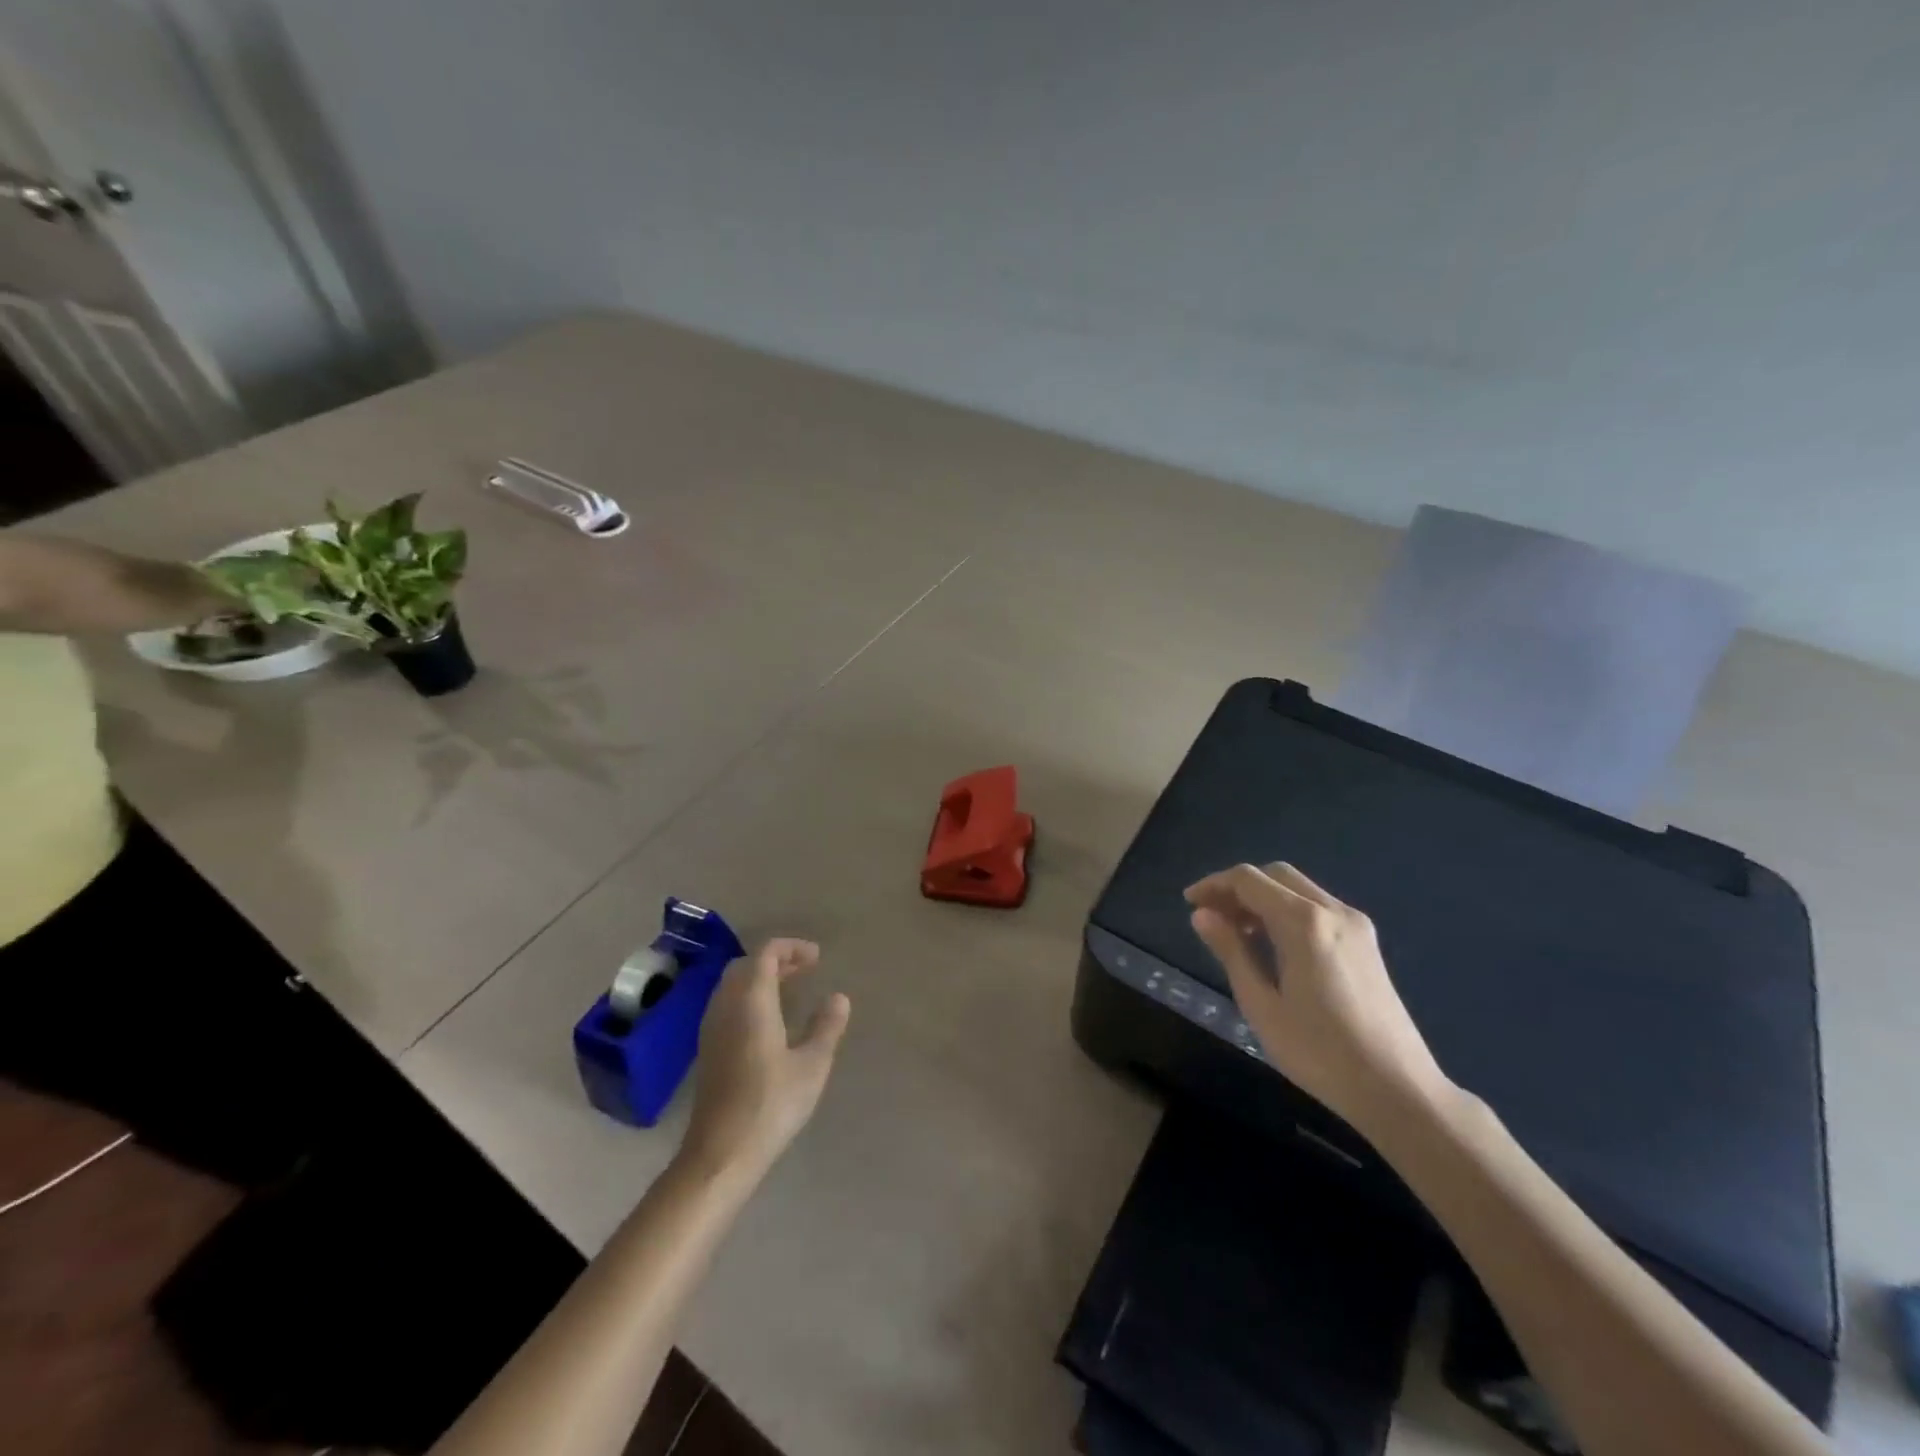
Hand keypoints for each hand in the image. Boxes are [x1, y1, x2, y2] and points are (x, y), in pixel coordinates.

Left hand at [680, 939, 850, 1181]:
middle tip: (806, 969)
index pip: (766, 953)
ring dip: (761, 977)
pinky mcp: (708, 1049)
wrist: (721, 1152)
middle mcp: (726, 1006)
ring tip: (791, 988)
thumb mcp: (812, 1065)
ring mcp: (712, 1028)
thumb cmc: (771, 1104)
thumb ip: (826, 1026)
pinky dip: (749, 996)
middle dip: (776, 959)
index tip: (817, 957)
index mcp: (752, 1001)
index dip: (791, 947)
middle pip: (746, 965)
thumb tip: (838, 997)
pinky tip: (769, 1020)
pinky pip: (728, 1004)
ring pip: (733, 985)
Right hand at [1185, 863, 1451, 1138]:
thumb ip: (1231, 951)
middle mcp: (1332, 911)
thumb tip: (1202, 914)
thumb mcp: (1261, 1004)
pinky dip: (1287, 911)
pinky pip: (1317, 908)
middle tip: (1211, 915)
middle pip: (1276, 875)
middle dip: (1238, 887)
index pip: (1248, 880)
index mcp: (1303, 922)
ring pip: (1298, 889)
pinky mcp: (1366, 943)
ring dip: (1263, 898)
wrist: (1398, 1089)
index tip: (1189, 903)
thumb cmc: (1319, 1051)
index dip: (1214, 885)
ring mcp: (1355, 925)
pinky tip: (1273, 943)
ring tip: (1236, 931)